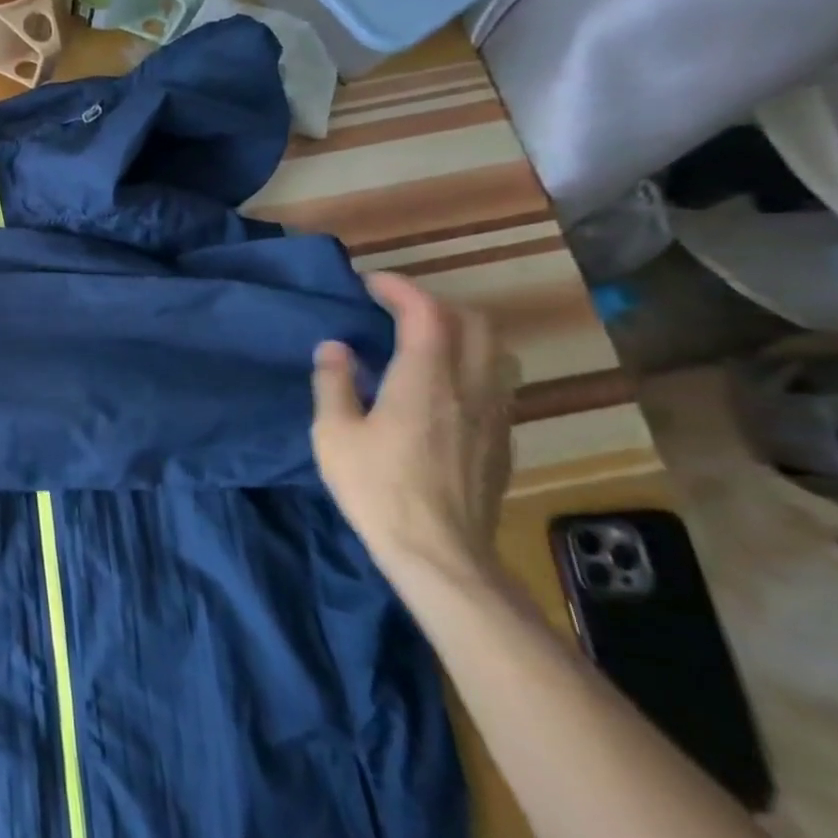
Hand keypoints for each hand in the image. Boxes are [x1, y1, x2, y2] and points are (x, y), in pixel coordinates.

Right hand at [310, 272, 516, 587]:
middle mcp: (470, 385)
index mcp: (425, 379)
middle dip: (434, 303)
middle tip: (397, 309)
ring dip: (462, 331)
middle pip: (472, 321)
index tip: (370, 283)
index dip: (399, 288)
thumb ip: (333, 383)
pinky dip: (473, 363)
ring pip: (495, 349)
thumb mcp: (333, 434)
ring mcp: (494, 413)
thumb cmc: (377, 489)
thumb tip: (335, 347)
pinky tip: (446, 386)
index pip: (425, 312)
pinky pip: (498, 380)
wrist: (440, 554)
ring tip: (428, 341)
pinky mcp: (503, 438)